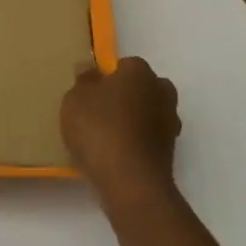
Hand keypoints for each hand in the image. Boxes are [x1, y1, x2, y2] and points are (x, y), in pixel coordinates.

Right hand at [60, 57, 182, 200]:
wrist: (130, 181)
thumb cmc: (99, 129)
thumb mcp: (75, 99)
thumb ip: (83, 81)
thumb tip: (90, 68)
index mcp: (140, 73)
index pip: (126, 64)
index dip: (107, 76)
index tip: (90, 91)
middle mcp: (162, 93)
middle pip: (143, 87)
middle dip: (126, 95)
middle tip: (99, 110)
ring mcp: (169, 123)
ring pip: (148, 113)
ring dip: (133, 119)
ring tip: (105, 135)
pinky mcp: (169, 151)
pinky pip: (148, 137)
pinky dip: (136, 141)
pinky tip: (115, 153)